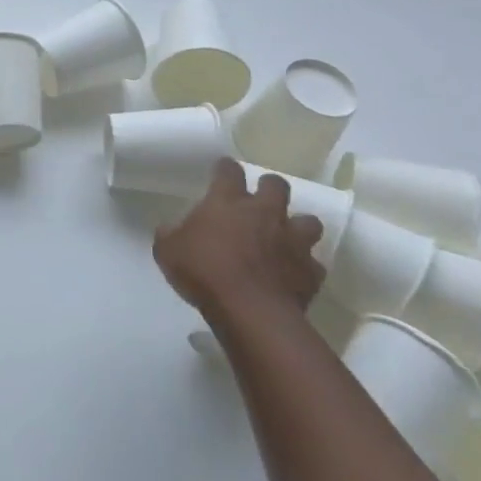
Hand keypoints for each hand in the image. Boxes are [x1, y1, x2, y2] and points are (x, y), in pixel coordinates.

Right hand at [154, 158, 324, 329]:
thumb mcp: (168, 252)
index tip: (222, 169)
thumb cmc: (204, 273)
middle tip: (259, 201)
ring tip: (286, 237)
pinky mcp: (310, 271)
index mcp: (227, 201)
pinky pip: (313, 264)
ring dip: (298, 226)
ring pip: (308, 221)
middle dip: (270, 188)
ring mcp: (292, 240)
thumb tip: (167, 228)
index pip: (229, 170)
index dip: (226, 168)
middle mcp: (264, 213)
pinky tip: (293, 275)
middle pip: (276, 184)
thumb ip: (169, 235)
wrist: (250, 311)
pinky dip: (304, 267)